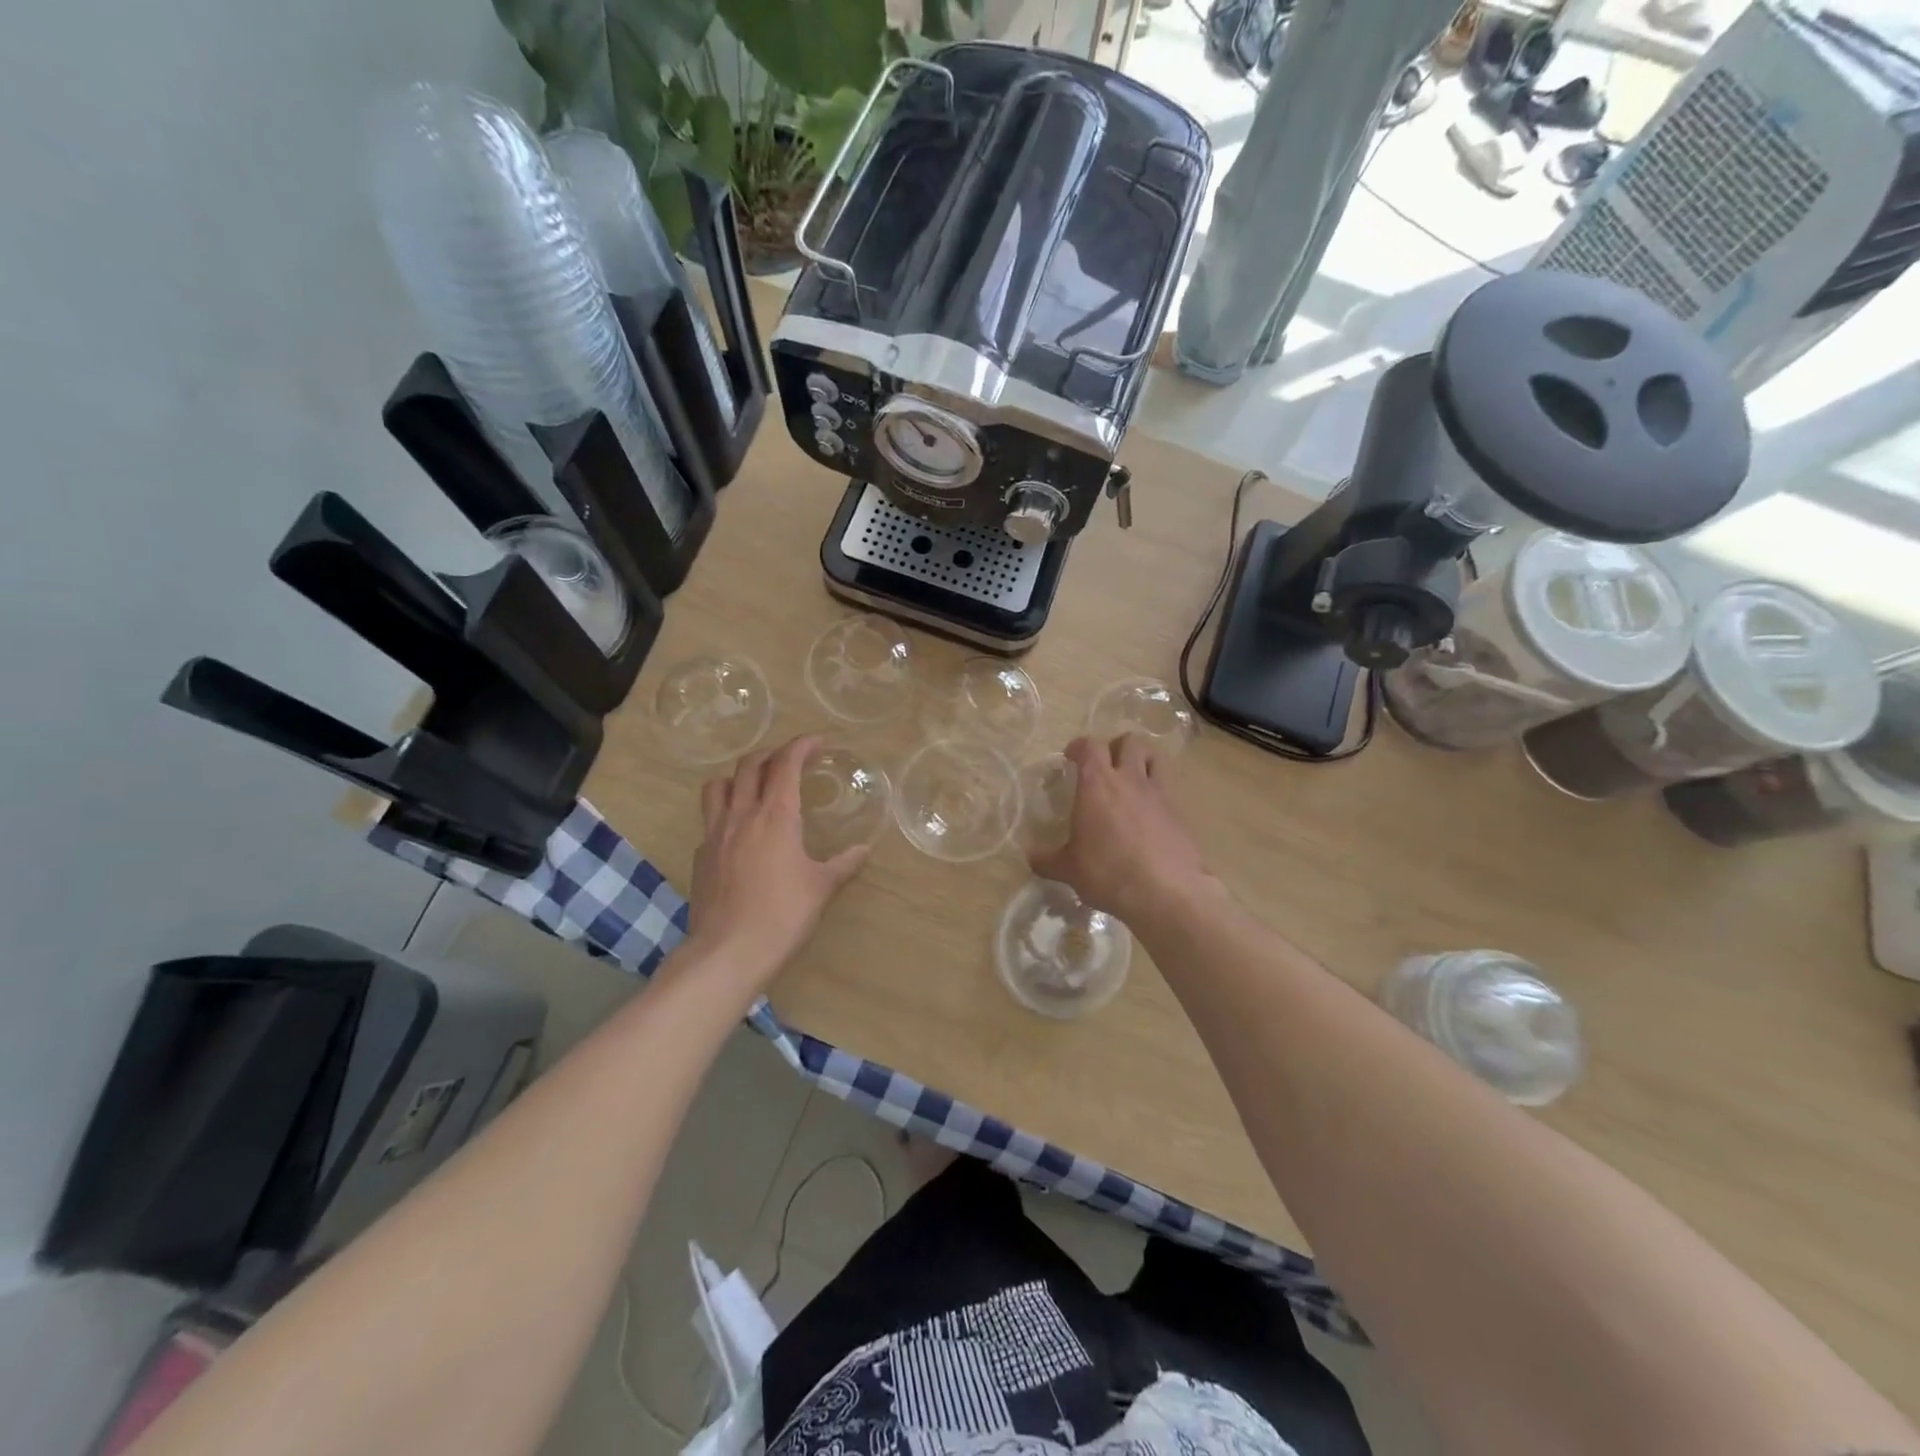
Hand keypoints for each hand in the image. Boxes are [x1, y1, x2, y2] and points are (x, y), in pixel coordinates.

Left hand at [687, 737, 868, 984]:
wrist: (728, 951)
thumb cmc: (783, 914)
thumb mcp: (822, 887)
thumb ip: (843, 864)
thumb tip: (862, 851)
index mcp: (776, 815)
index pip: (786, 764)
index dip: (801, 745)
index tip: (817, 742)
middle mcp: (742, 815)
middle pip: (749, 765)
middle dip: (771, 753)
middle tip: (789, 759)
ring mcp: (715, 834)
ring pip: (718, 786)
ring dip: (738, 776)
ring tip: (754, 786)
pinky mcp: (700, 856)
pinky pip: (710, 821)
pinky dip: (726, 814)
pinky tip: (739, 834)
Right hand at [1029, 735, 1216, 921]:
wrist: (1167, 892)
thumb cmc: (1109, 873)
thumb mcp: (1069, 870)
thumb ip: (1047, 860)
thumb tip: (1030, 857)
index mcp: (1097, 785)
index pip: (1090, 746)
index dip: (1079, 746)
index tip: (1071, 757)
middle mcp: (1130, 780)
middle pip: (1129, 742)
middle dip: (1116, 747)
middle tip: (1105, 767)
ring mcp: (1159, 794)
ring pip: (1155, 757)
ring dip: (1142, 760)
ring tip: (1131, 780)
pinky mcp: (1180, 813)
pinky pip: (1168, 789)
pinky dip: (1157, 792)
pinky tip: (1148, 814)